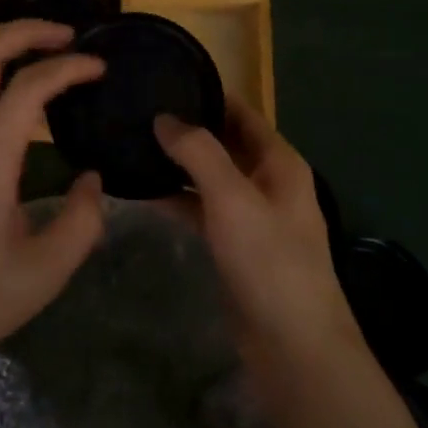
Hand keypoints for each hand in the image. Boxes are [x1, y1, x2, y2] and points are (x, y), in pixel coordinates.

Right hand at [154, 103, 363, 393]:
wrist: (294, 347)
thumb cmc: (269, 260)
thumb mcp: (232, 196)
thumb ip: (198, 152)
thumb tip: (164, 118)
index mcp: (279, 162)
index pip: (240, 112)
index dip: (207, 95)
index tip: (165, 80)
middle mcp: (268, 182)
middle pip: (225, 142)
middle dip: (188, 129)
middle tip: (139, 112)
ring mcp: (252, 216)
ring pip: (211, 178)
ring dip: (179, 164)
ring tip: (134, 145)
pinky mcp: (236, 247)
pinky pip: (204, 210)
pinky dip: (179, 200)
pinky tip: (145, 192)